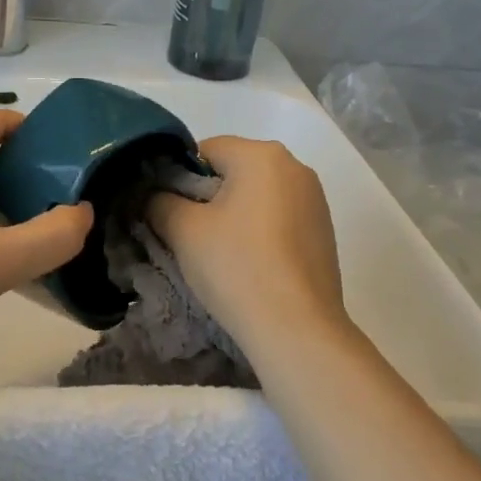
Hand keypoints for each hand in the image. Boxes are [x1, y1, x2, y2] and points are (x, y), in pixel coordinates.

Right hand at [147, 136, 346, 353]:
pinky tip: (251, 264)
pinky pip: (279, 217)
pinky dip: (259, 231)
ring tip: (220, 254)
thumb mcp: (183, 230)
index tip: (171, 212)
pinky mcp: (324, 231)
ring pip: (257, 195)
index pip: (205, 150)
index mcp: (262, 154)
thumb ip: (160, 201)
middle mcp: (295, 166)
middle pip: (234, 170)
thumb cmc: (237, 267)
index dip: (180, 178)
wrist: (297, 329)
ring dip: (234, 214)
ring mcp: (315, 199)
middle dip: (208, 196)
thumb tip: (155, 196)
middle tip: (190, 235)